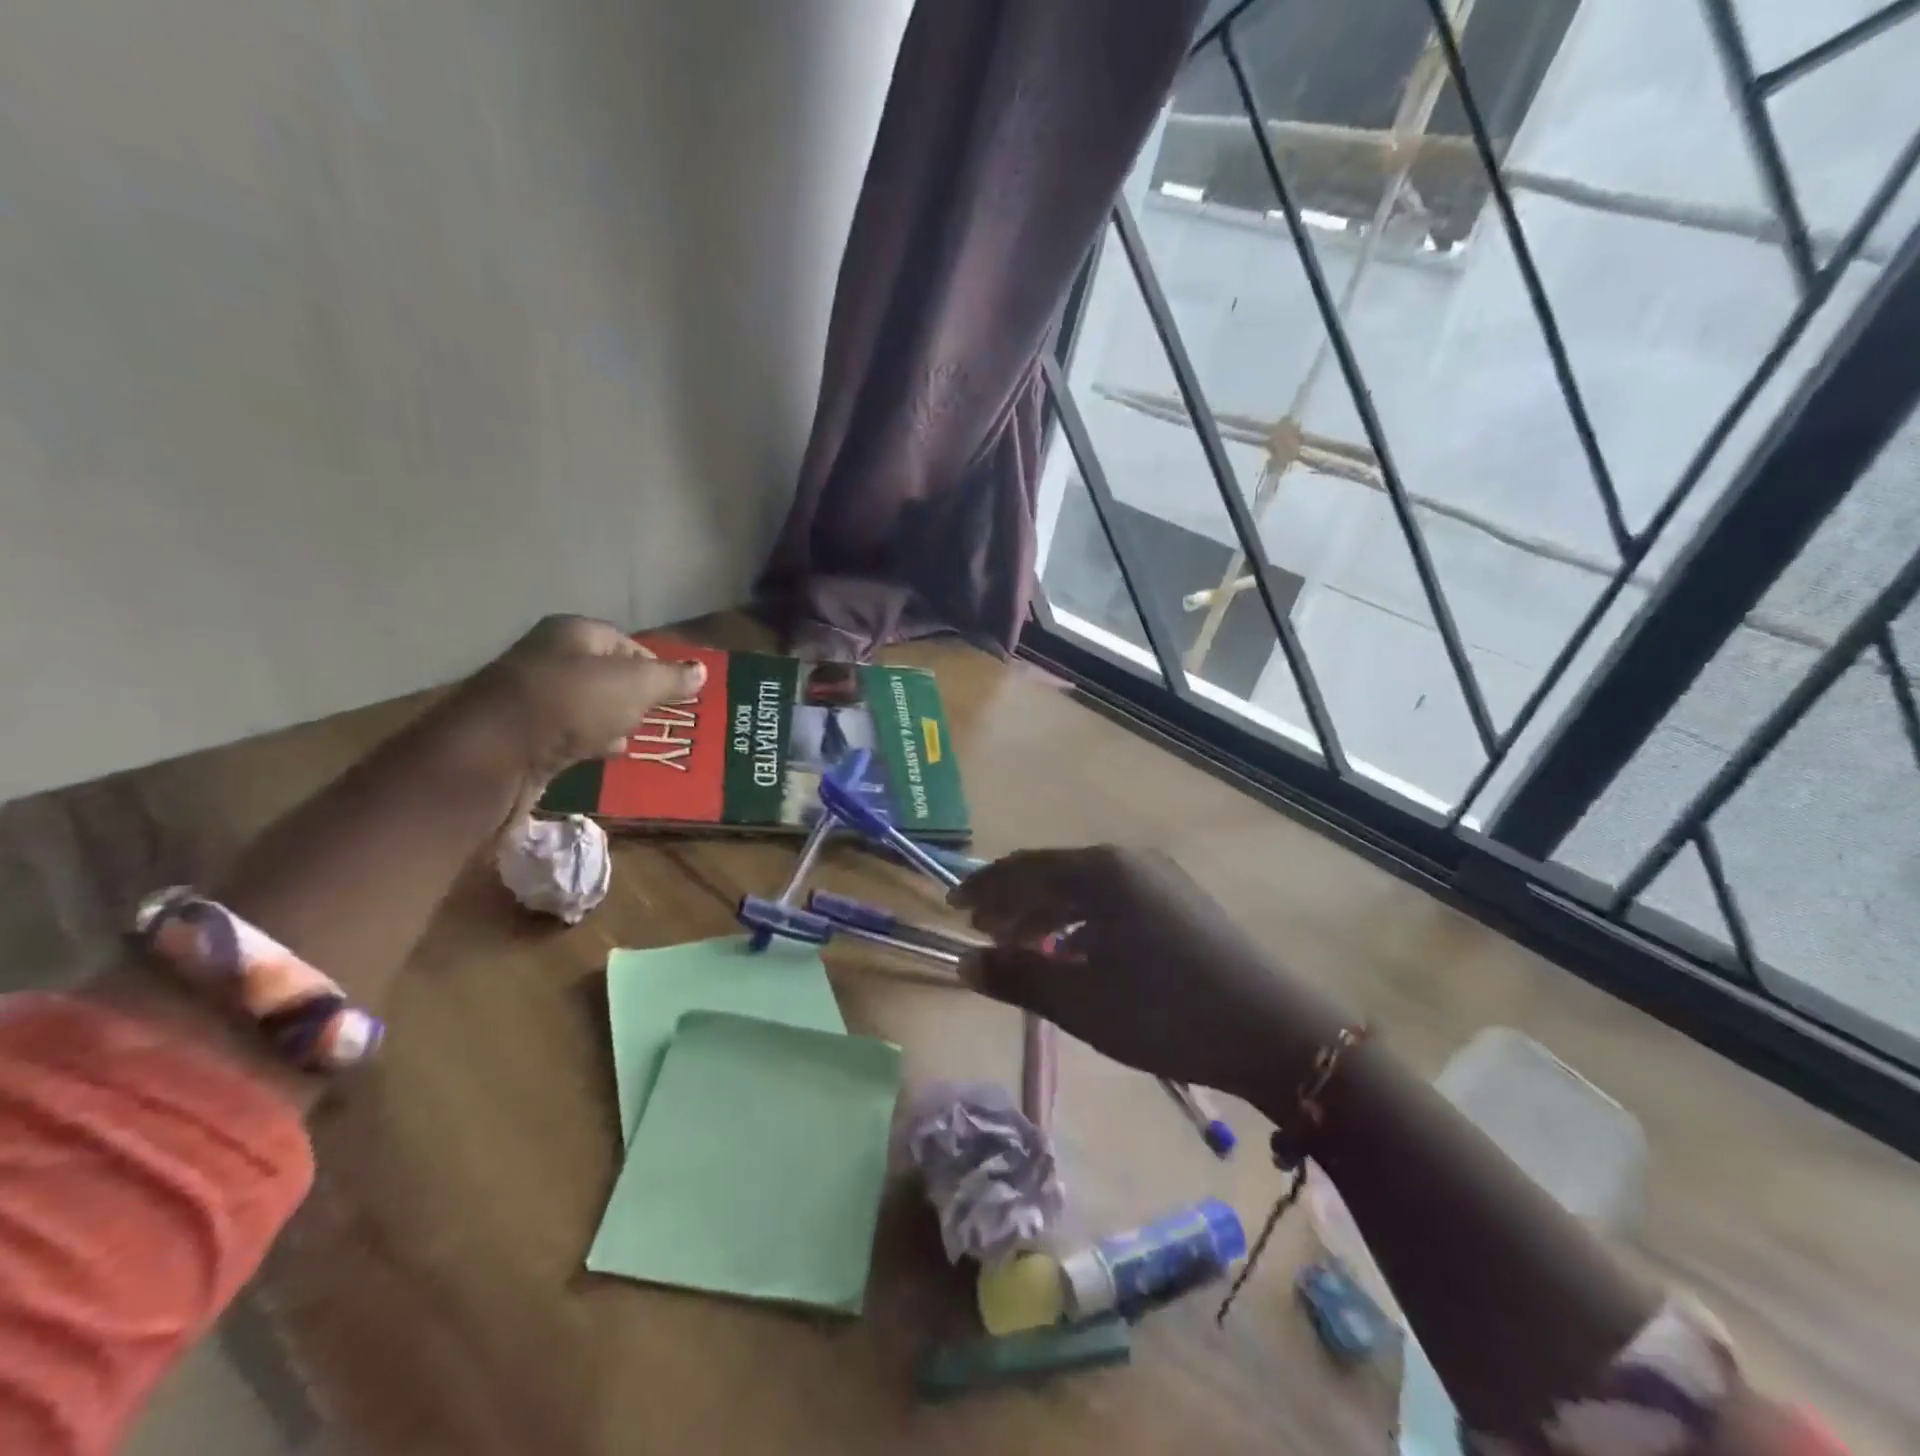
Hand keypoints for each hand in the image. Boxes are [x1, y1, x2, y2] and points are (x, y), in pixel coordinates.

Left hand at [464, 615, 705, 785]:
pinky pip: (567, 733)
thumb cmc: (574, 704)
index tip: (675, 693)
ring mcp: (531, 697)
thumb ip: (670, 679)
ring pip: (586, 706)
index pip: (626, 642)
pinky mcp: (522, 734)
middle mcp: (548, 657)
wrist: (497, 754)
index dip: (655, 666)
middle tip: (657, 718)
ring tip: (634, 739)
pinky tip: (603, 755)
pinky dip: (588, 742)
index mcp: (573, 632)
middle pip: (605, 674)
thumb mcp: (636, 686)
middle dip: (633, 696)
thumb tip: (702, 671)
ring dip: (611, 722)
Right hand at [950, 846, 1347, 1104]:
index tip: (953, 908)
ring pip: (1084, 889)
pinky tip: (1076, 952)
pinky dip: (1081, 922)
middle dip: (1013, 901)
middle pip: (1053, 873)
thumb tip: (963, 963)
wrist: (1273, 1032)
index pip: (1024, 868)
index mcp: (1100, 871)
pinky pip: (1112, 901)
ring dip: (1047, 914)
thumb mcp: (1079, 1001)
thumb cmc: (1164, 1012)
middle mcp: (1128, 861)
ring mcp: (1159, 879)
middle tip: (984, 930)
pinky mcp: (1180, 902)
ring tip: (1023, 945)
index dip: (983, 887)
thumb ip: (1016, 977)